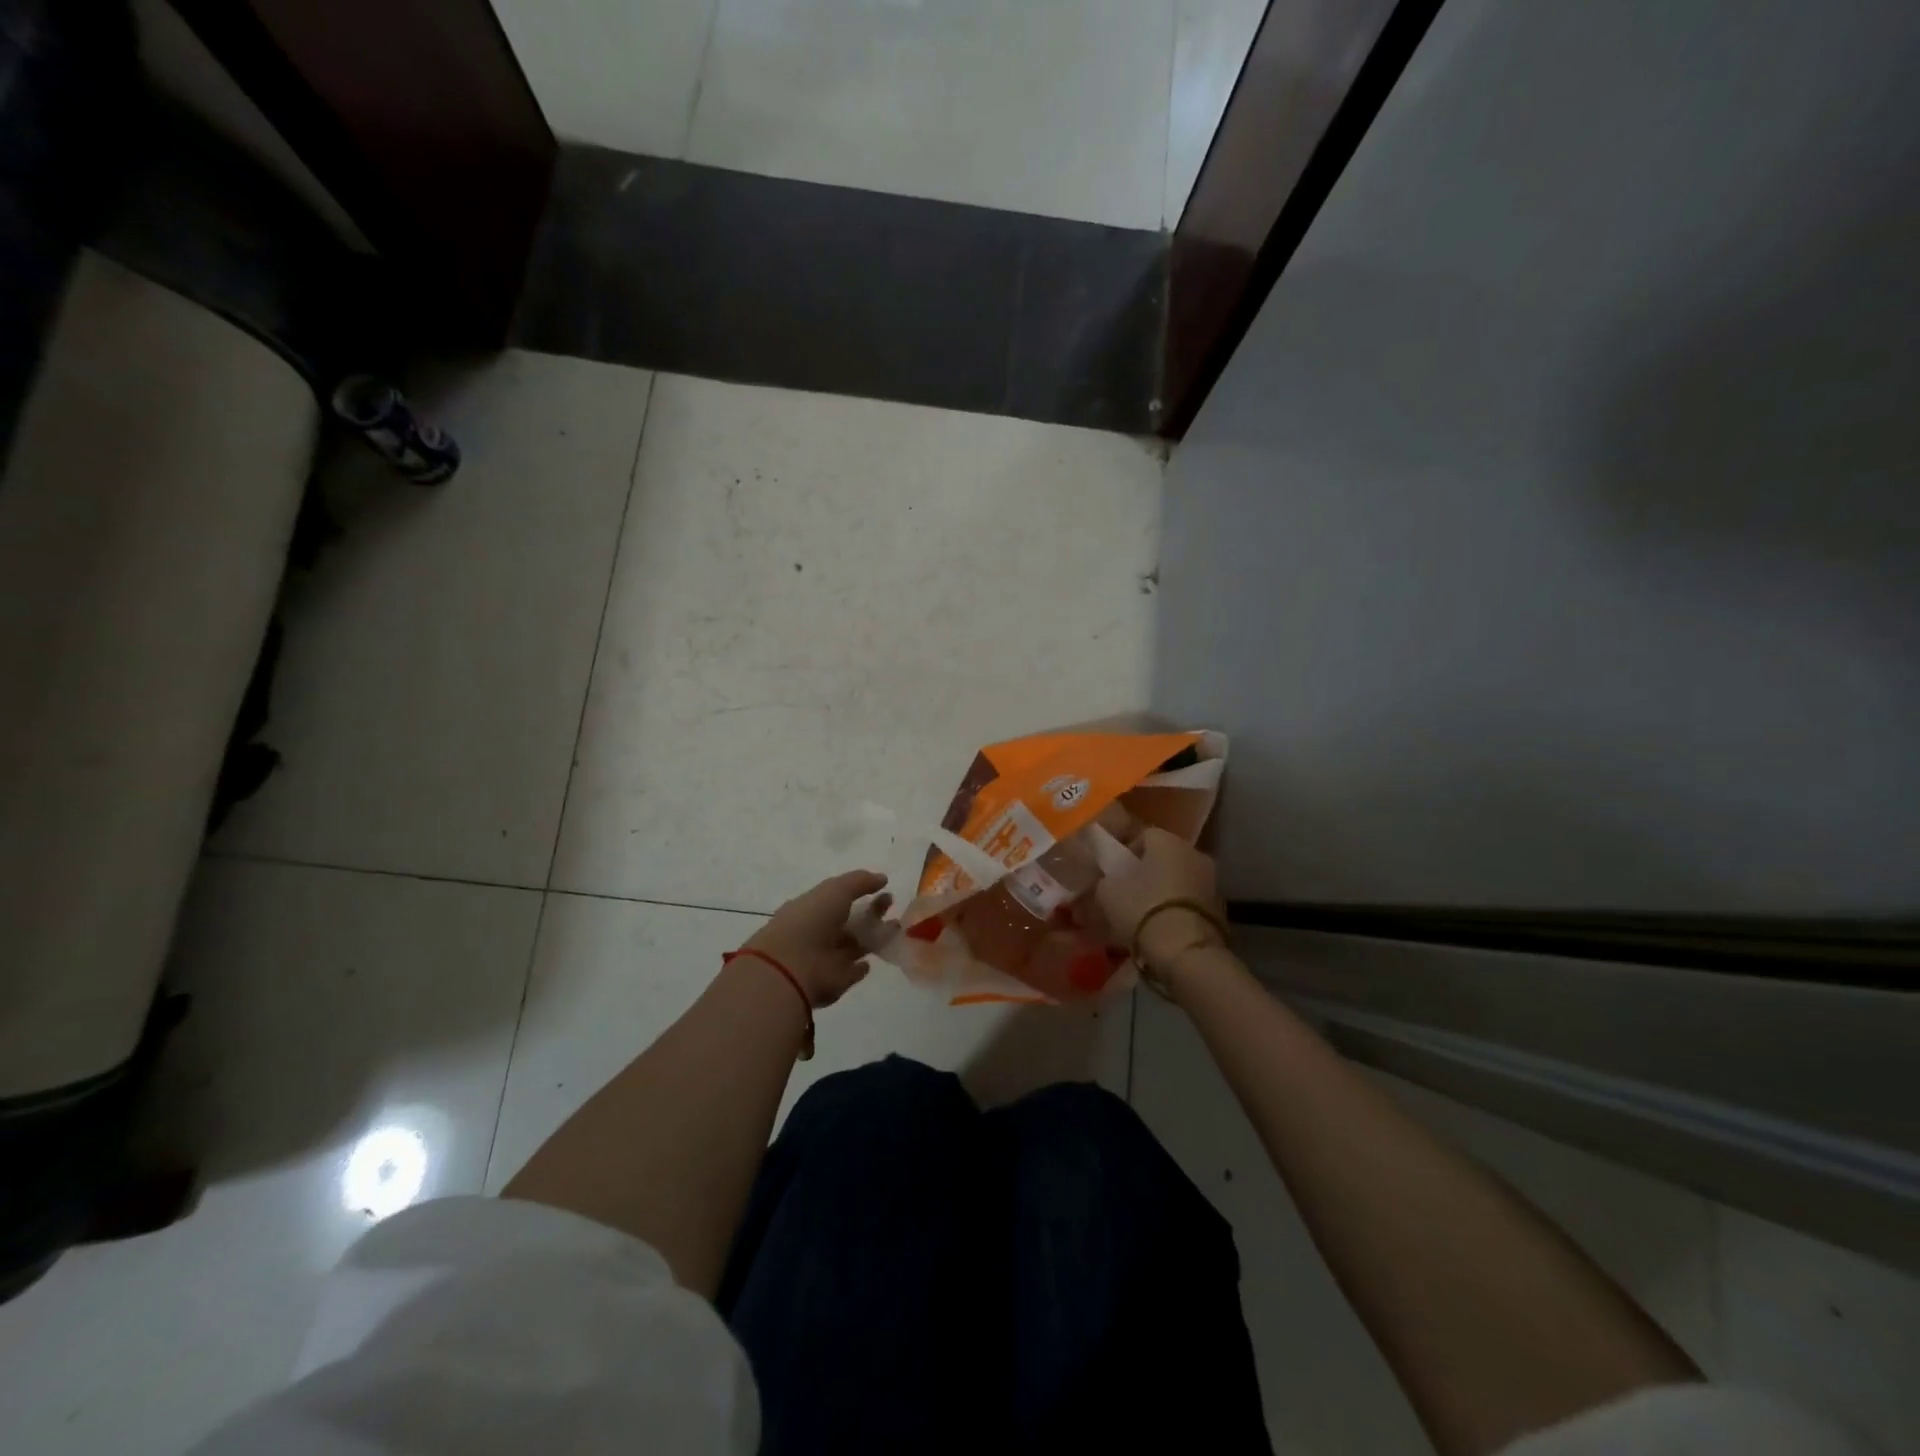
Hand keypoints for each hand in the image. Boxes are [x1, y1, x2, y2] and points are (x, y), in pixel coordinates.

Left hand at [743, 870, 890, 1007]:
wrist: (792, 966)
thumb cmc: (811, 921)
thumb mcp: (835, 890)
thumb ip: (860, 882)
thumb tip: (882, 878)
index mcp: (812, 909)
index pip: (839, 899)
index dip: (861, 893)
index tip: (884, 888)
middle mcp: (818, 933)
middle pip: (850, 922)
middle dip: (871, 912)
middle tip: (891, 903)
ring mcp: (826, 958)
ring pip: (854, 945)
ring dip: (873, 937)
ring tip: (895, 927)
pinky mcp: (835, 981)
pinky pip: (852, 972)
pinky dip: (860, 967)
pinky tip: (870, 961)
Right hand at [1094, 828, 1228, 975]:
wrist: (1186, 952)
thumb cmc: (1143, 910)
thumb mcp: (1107, 893)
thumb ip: (1106, 880)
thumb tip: (1108, 882)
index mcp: (1168, 840)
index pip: (1143, 836)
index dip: (1125, 853)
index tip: (1113, 875)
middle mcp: (1194, 852)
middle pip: (1164, 857)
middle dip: (1147, 872)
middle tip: (1128, 894)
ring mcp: (1212, 880)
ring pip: (1179, 879)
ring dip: (1164, 890)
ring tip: (1145, 915)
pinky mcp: (1221, 908)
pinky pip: (1191, 900)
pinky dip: (1178, 908)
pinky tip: (1164, 928)